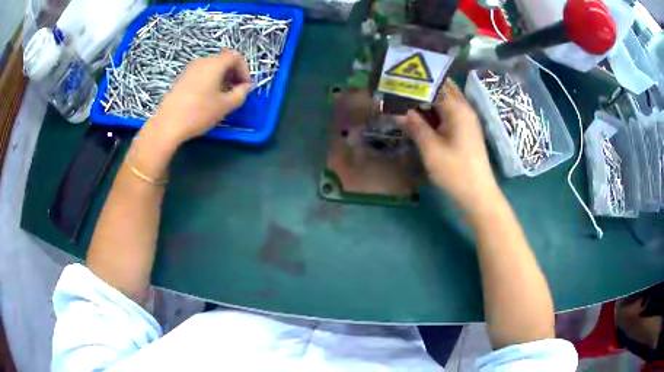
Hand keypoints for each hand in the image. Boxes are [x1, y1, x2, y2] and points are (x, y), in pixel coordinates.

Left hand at [149, 50, 252, 145]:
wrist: (168, 125)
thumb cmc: (199, 113)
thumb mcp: (226, 105)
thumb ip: (241, 93)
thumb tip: (246, 87)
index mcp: (215, 64)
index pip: (236, 57)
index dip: (245, 70)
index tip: (246, 87)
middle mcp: (202, 61)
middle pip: (223, 61)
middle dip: (234, 74)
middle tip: (237, 92)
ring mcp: (189, 69)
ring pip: (212, 68)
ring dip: (222, 78)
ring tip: (222, 96)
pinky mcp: (181, 79)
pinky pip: (201, 74)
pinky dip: (210, 81)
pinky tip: (207, 98)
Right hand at [399, 80, 499, 214]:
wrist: (478, 195)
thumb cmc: (455, 171)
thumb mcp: (431, 148)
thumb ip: (414, 125)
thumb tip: (395, 109)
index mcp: (457, 108)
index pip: (434, 83)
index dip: (415, 80)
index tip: (395, 79)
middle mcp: (464, 108)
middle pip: (441, 88)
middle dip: (421, 86)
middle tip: (399, 88)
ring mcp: (466, 120)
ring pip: (444, 101)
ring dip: (426, 99)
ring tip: (403, 100)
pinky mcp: (465, 131)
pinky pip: (447, 113)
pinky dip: (432, 111)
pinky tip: (418, 117)